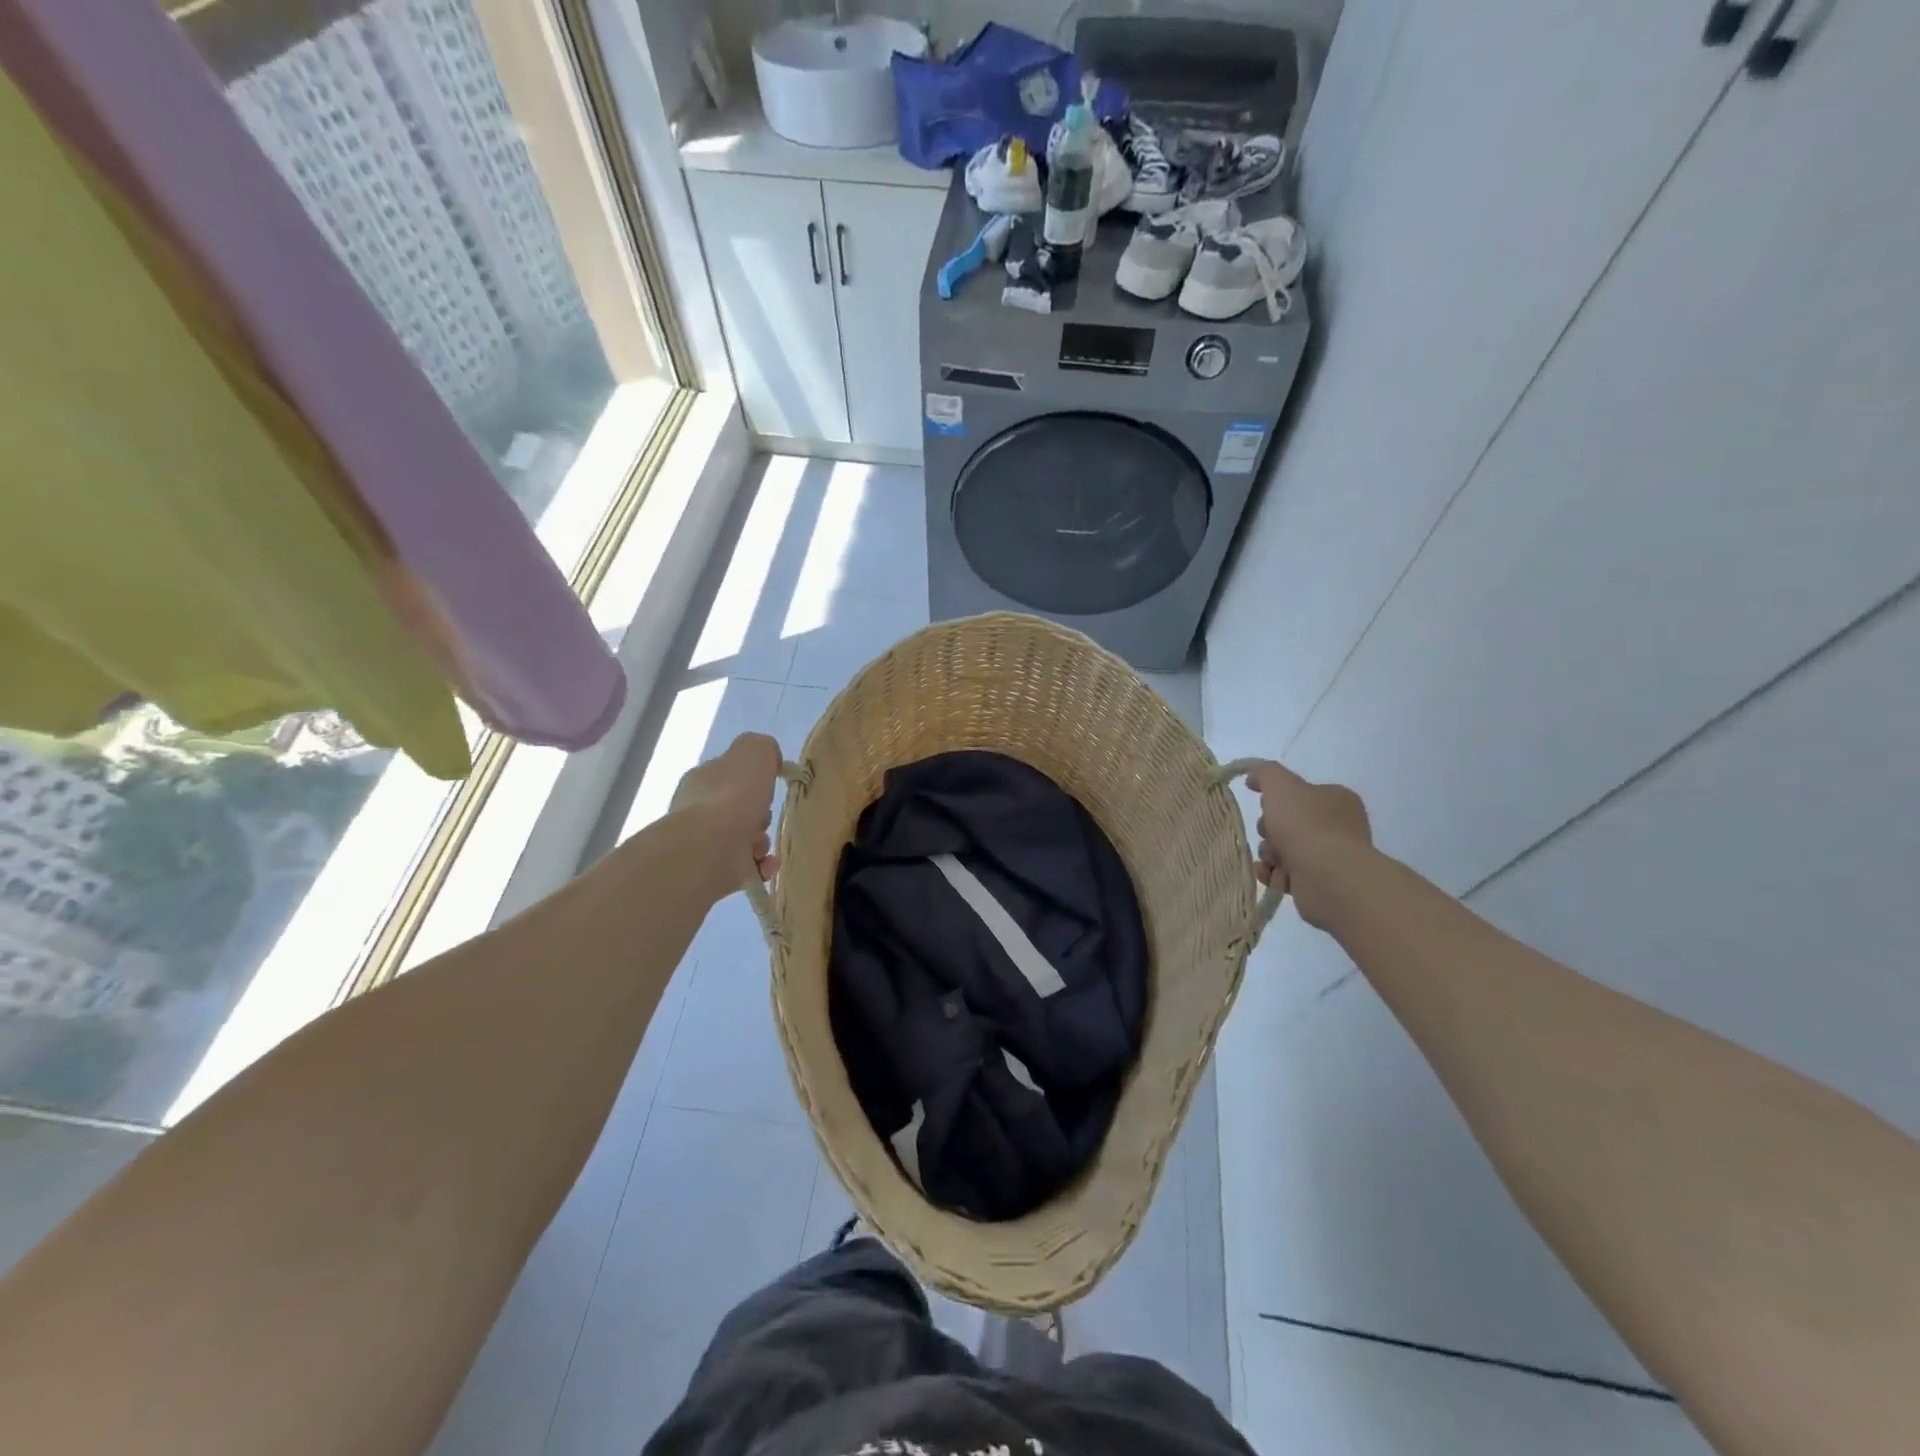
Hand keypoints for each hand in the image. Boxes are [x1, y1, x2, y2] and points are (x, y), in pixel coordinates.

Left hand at [672, 734, 782, 900]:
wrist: (710, 847)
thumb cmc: (733, 795)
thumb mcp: (755, 751)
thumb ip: (763, 748)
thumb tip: (770, 760)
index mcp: (703, 780)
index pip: (728, 775)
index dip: (752, 779)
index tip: (769, 784)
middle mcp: (698, 811)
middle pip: (736, 809)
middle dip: (758, 814)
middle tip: (766, 815)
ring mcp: (704, 844)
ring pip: (741, 839)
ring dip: (760, 841)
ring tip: (763, 843)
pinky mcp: (714, 873)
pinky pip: (745, 868)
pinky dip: (761, 866)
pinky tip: (769, 863)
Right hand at [1246, 761, 1371, 928]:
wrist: (1326, 876)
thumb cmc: (1305, 824)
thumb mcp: (1280, 784)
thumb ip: (1264, 772)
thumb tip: (1253, 776)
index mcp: (1336, 799)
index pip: (1300, 793)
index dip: (1276, 799)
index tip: (1264, 804)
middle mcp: (1338, 826)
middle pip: (1287, 822)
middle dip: (1269, 829)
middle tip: (1269, 833)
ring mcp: (1330, 856)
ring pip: (1283, 848)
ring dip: (1269, 852)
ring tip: (1272, 859)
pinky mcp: (1320, 883)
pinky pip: (1286, 874)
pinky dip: (1273, 873)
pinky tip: (1268, 874)